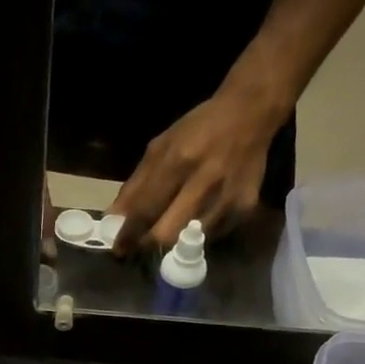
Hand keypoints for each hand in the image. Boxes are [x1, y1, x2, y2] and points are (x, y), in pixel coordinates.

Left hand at [111, 80, 288, 252]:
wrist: (251, 114)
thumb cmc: (198, 130)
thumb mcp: (161, 147)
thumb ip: (137, 185)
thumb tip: (114, 219)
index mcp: (179, 161)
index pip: (146, 210)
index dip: (128, 234)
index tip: (118, 249)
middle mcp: (204, 182)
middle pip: (167, 234)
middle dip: (148, 245)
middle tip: (139, 246)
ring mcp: (227, 198)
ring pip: (189, 242)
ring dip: (174, 242)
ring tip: (168, 230)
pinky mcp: (245, 208)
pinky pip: (212, 236)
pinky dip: (198, 235)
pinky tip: (196, 219)